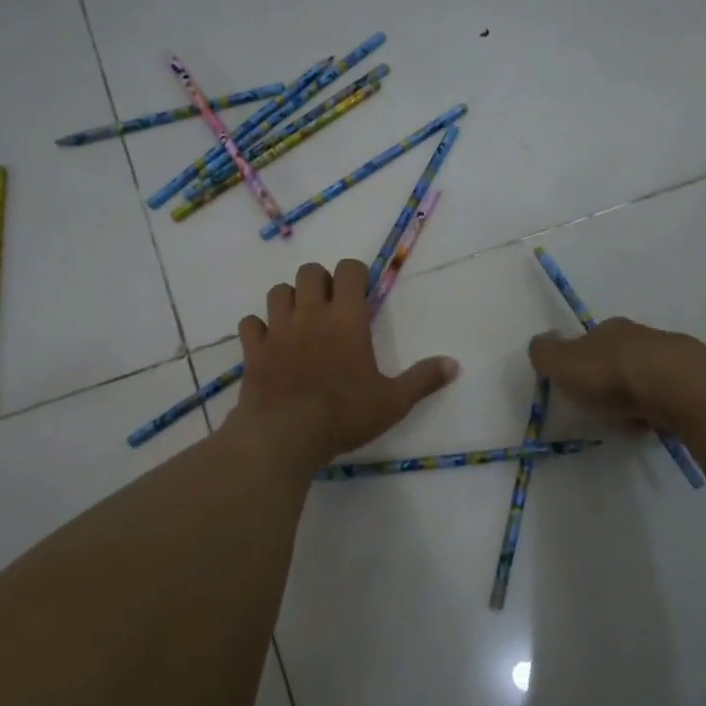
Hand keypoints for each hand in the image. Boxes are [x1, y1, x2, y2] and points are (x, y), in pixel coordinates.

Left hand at [228, 260, 459, 467]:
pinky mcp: (254, 349)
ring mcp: (278, 329)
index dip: (355, 274)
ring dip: (289, 299)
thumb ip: (423, 380)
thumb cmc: (343, 415)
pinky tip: (269, 342)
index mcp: (347, 319)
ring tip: (300, 321)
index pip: (349, 271)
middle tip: (330, 307)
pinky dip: (259, 328)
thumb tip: (454, 364)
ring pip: (278, 291)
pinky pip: (251, 323)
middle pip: (310, 272)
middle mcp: (310, 314)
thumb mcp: (393, 402)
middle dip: (321, 281)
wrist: (284, 435)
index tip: (361, 293)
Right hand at [527, 317, 705, 429]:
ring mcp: (674, 355)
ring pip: (649, 375)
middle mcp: (642, 335)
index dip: (581, 364)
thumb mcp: (561, 363)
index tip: (578, 388)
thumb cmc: (611, 375)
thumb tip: (540, 342)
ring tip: (631, 422)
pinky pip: (672, 394)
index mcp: (609, 329)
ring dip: (638, 395)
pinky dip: (662, 408)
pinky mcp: (698, 378)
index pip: (590, 341)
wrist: (677, 386)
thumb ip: (545, 353)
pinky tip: (657, 425)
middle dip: (612, 379)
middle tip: (605, 408)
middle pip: (621, 356)